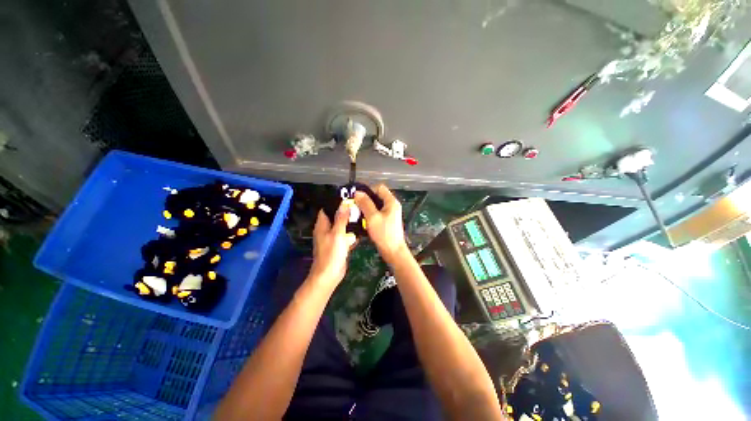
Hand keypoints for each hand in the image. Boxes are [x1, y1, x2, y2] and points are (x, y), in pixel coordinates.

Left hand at [309, 203, 356, 287]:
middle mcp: (325, 230)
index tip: (347, 197)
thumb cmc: (332, 253)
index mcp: (322, 225)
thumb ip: (341, 218)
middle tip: (358, 206)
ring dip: (349, 223)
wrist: (330, 274)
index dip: (335, 203)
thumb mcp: (338, 233)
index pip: (326, 209)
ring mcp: (332, 238)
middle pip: (335, 217)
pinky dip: (350, 233)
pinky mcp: (338, 246)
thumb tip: (344, 203)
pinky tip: (360, 231)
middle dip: (345, 212)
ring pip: (341, 227)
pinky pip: (344, 236)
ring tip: (361, 216)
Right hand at [354, 184, 408, 262]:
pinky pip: (377, 213)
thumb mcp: (372, 217)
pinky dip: (370, 215)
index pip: (379, 187)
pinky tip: (363, 220)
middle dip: (366, 200)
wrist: (393, 251)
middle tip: (356, 206)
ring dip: (367, 208)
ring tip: (357, 213)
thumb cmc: (384, 234)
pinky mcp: (387, 221)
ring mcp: (390, 214)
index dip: (368, 190)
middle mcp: (392, 206)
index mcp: (391, 202)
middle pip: (377, 196)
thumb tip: (358, 193)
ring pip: (376, 205)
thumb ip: (365, 204)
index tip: (358, 197)